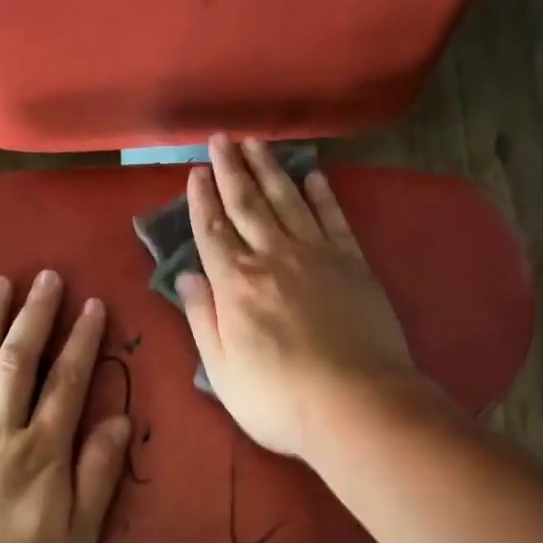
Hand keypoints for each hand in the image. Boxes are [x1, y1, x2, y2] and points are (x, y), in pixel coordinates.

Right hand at [177, 135, 416, 458]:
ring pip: (287, 201)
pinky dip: (322, 194)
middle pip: (247, 205)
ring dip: (270, 170)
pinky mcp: (353, 263)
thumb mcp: (221, 370)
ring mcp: (316, 256)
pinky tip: (313, 176)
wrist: (356, 404)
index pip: (212, 232)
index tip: (195, 173)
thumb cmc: (278, 398)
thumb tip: (186, 275)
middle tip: (221, 138)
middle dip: (230, 170)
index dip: (201, 201)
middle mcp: (273, 258)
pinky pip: (333, 218)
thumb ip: (202, 317)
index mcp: (235, 284)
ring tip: (256, 143)